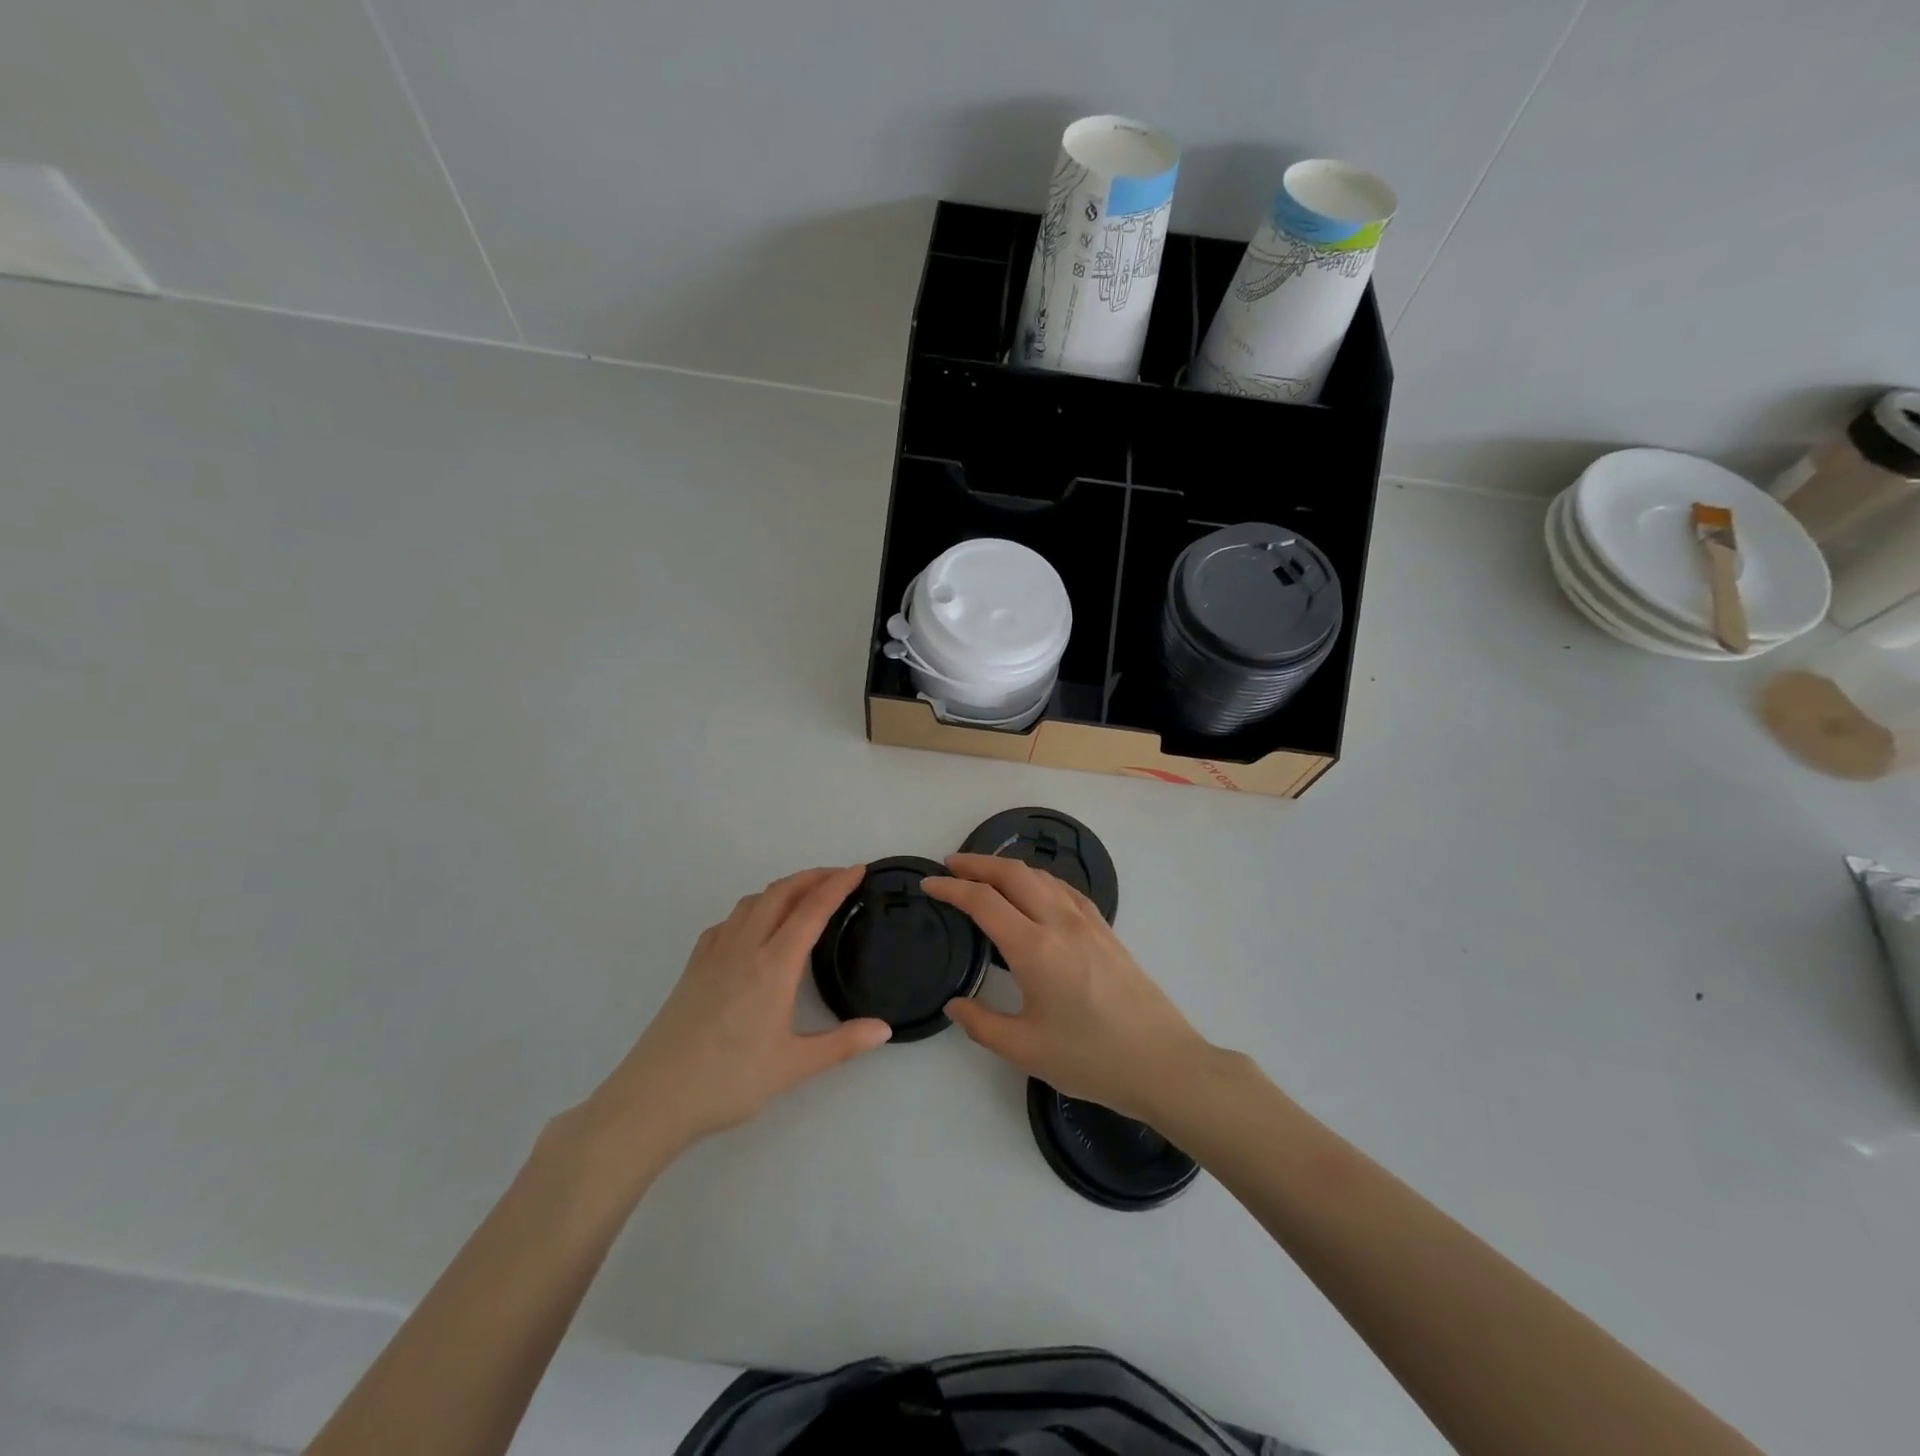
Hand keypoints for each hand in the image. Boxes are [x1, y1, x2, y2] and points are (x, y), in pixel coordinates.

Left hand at [581, 867, 890, 1154]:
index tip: (858, 869)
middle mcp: (744, 947)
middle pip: (781, 893)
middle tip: (839, 876)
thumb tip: (885, 1029)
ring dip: (782, 889)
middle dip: (812, 877)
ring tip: (802, 897)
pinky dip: (751, 910)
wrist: (654, 1098)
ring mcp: (714, 954)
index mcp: (774, 965)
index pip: (811, 910)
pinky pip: (727, 922)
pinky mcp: (693, 967)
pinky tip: (753, 928)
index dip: (837, 885)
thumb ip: (843, 1044)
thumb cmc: (729, 1082)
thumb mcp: (794, 1066)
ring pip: (751, 902)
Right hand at [923, 854, 1212, 1122]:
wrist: (1162, 1062)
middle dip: (977, 863)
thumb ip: (981, 1023)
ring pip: (1042, 877)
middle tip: (950, 865)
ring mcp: (1088, 923)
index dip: (951, 888)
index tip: (928, 883)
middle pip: (1013, 874)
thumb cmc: (1090, 1058)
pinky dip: (1039, 880)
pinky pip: (1065, 890)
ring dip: (1008, 868)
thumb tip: (954, 1004)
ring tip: (986, 875)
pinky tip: (1036, 893)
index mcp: (1034, 948)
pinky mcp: (1107, 931)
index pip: (983, 901)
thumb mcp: (1025, 1049)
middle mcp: (1060, 923)